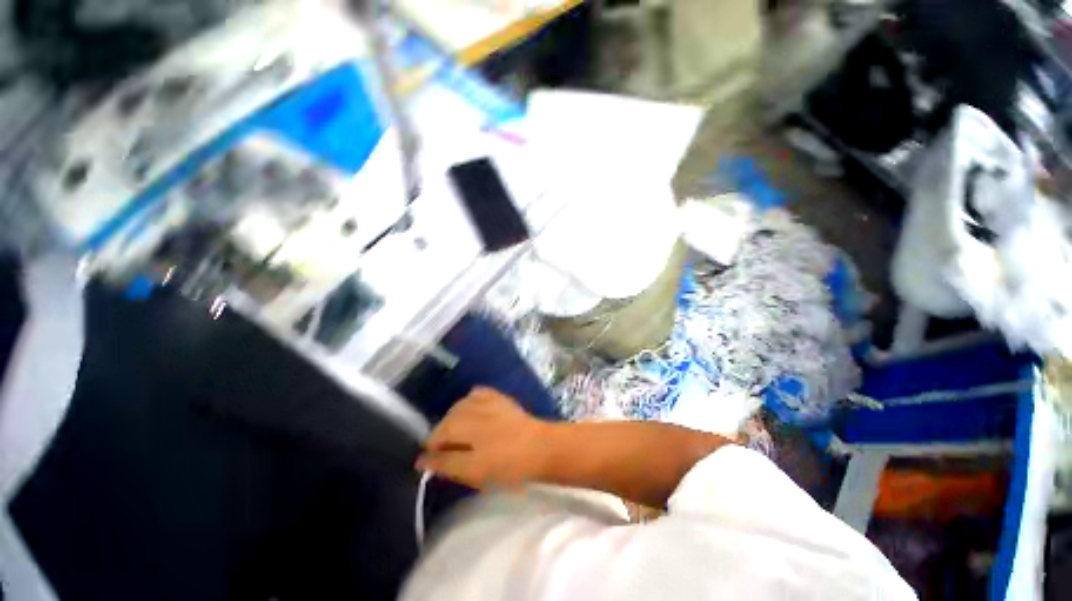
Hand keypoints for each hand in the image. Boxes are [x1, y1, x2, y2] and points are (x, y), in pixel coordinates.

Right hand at [416, 387, 551, 488]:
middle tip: (448, 452)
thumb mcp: (474, 472)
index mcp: (463, 429)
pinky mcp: (499, 397)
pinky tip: (473, 410)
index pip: (436, 438)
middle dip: (442, 435)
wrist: (540, 448)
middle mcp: (471, 411)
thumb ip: (446, 464)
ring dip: (454, 419)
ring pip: (459, 406)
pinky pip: (478, 393)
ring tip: (459, 433)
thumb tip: (422, 460)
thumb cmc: (508, 466)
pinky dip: (471, 401)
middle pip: (446, 421)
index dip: (432, 451)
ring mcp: (486, 401)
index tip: (433, 463)